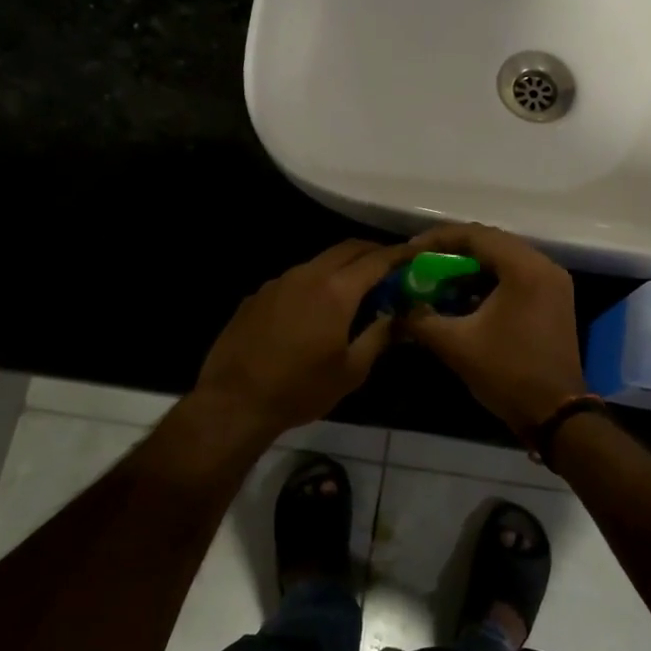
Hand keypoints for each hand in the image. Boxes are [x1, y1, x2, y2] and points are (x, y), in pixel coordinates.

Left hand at [192, 239, 408, 438]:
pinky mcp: (258, 295)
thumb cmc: (300, 389)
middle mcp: (308, 275)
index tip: (416, 255)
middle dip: (372, 252)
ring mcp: (279, 282)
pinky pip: (295, 279)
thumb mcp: (351, 370)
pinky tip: (315, 310)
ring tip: (355, 289)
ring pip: (319, 262)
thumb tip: (398, 317)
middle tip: (390, 267)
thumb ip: (379, 336)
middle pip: (347, 249)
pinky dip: (315, 283)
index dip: (400, 254)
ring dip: (342, 267)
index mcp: (336, 291)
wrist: (234, 401)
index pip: (376, 259)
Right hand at [400, 224, 585, 432]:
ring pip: (504, 260)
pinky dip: (489, 282)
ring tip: (438, 280)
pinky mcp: (554, 300)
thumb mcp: (455, 345)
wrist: (555, 414)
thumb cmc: (507, 373)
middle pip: (491, 243)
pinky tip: (465, 298)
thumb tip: (397, 309)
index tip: (410, 252)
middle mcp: (543, 266)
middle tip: (421, 264)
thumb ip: (420, 320)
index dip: (438, 240)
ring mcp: (553, 283)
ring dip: (471, 268)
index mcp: (524, 268)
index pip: (475, 236)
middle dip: (452, 252)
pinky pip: (516, 277)